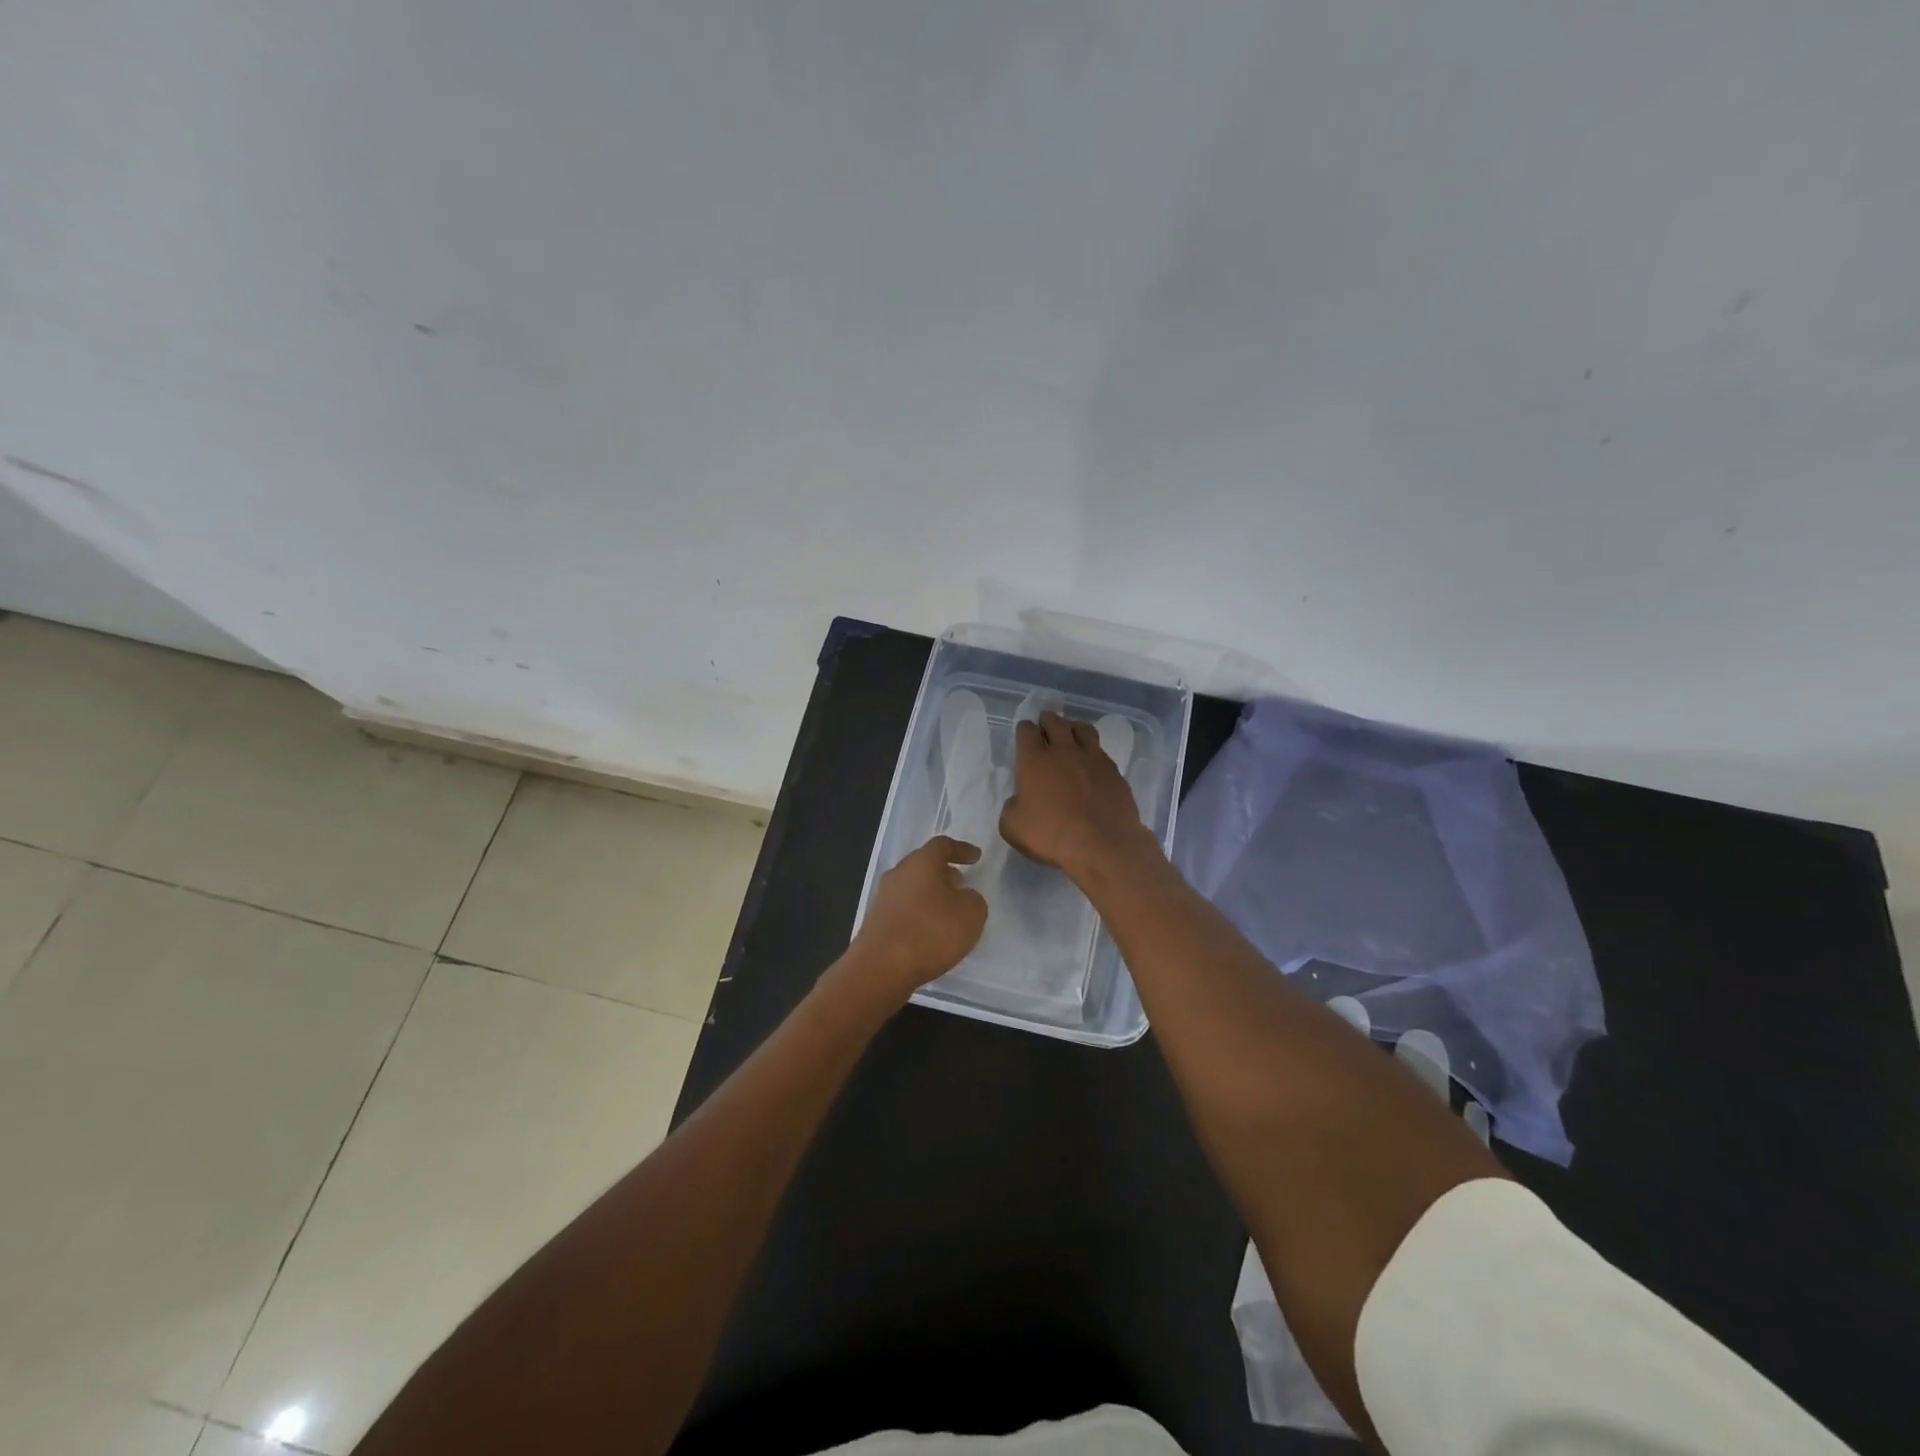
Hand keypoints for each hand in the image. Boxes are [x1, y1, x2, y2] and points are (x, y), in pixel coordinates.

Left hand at [845, 835, 988, 1003]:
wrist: (880, 969)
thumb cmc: (930, 932)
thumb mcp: (971, 914)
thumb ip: (973, 899)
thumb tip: (963, 897)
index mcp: (921, 862)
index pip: (942, 845)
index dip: (961, 849)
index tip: (975, 857)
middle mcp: (898, 874)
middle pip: (924, 865)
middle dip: (944, 873)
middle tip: (962, 885)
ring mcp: (883, 898)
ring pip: (912, 888)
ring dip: (930, 896)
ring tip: (948, 913)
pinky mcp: (875, 922)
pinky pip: (903, 910)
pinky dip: (919, 915)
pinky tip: (930, 933)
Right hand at [999, 711, 1154, 880]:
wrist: (1102, 844)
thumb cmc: (1051, 835)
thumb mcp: (1012, 827)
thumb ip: (1011, 808)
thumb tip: (1018, 801)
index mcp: (1034, 760)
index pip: (1027, 730)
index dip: (1024, 730)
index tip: (1024, 735)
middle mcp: (1063, 751)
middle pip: (1055, 722)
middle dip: (1047, 720)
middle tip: (1045, 725)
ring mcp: (1092, 758)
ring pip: (1082, 729)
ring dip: (1073, 727)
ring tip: (1071, 734)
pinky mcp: (1114, 770)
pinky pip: (1100, 751)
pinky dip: (1093, 751)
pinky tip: (1092, 763)